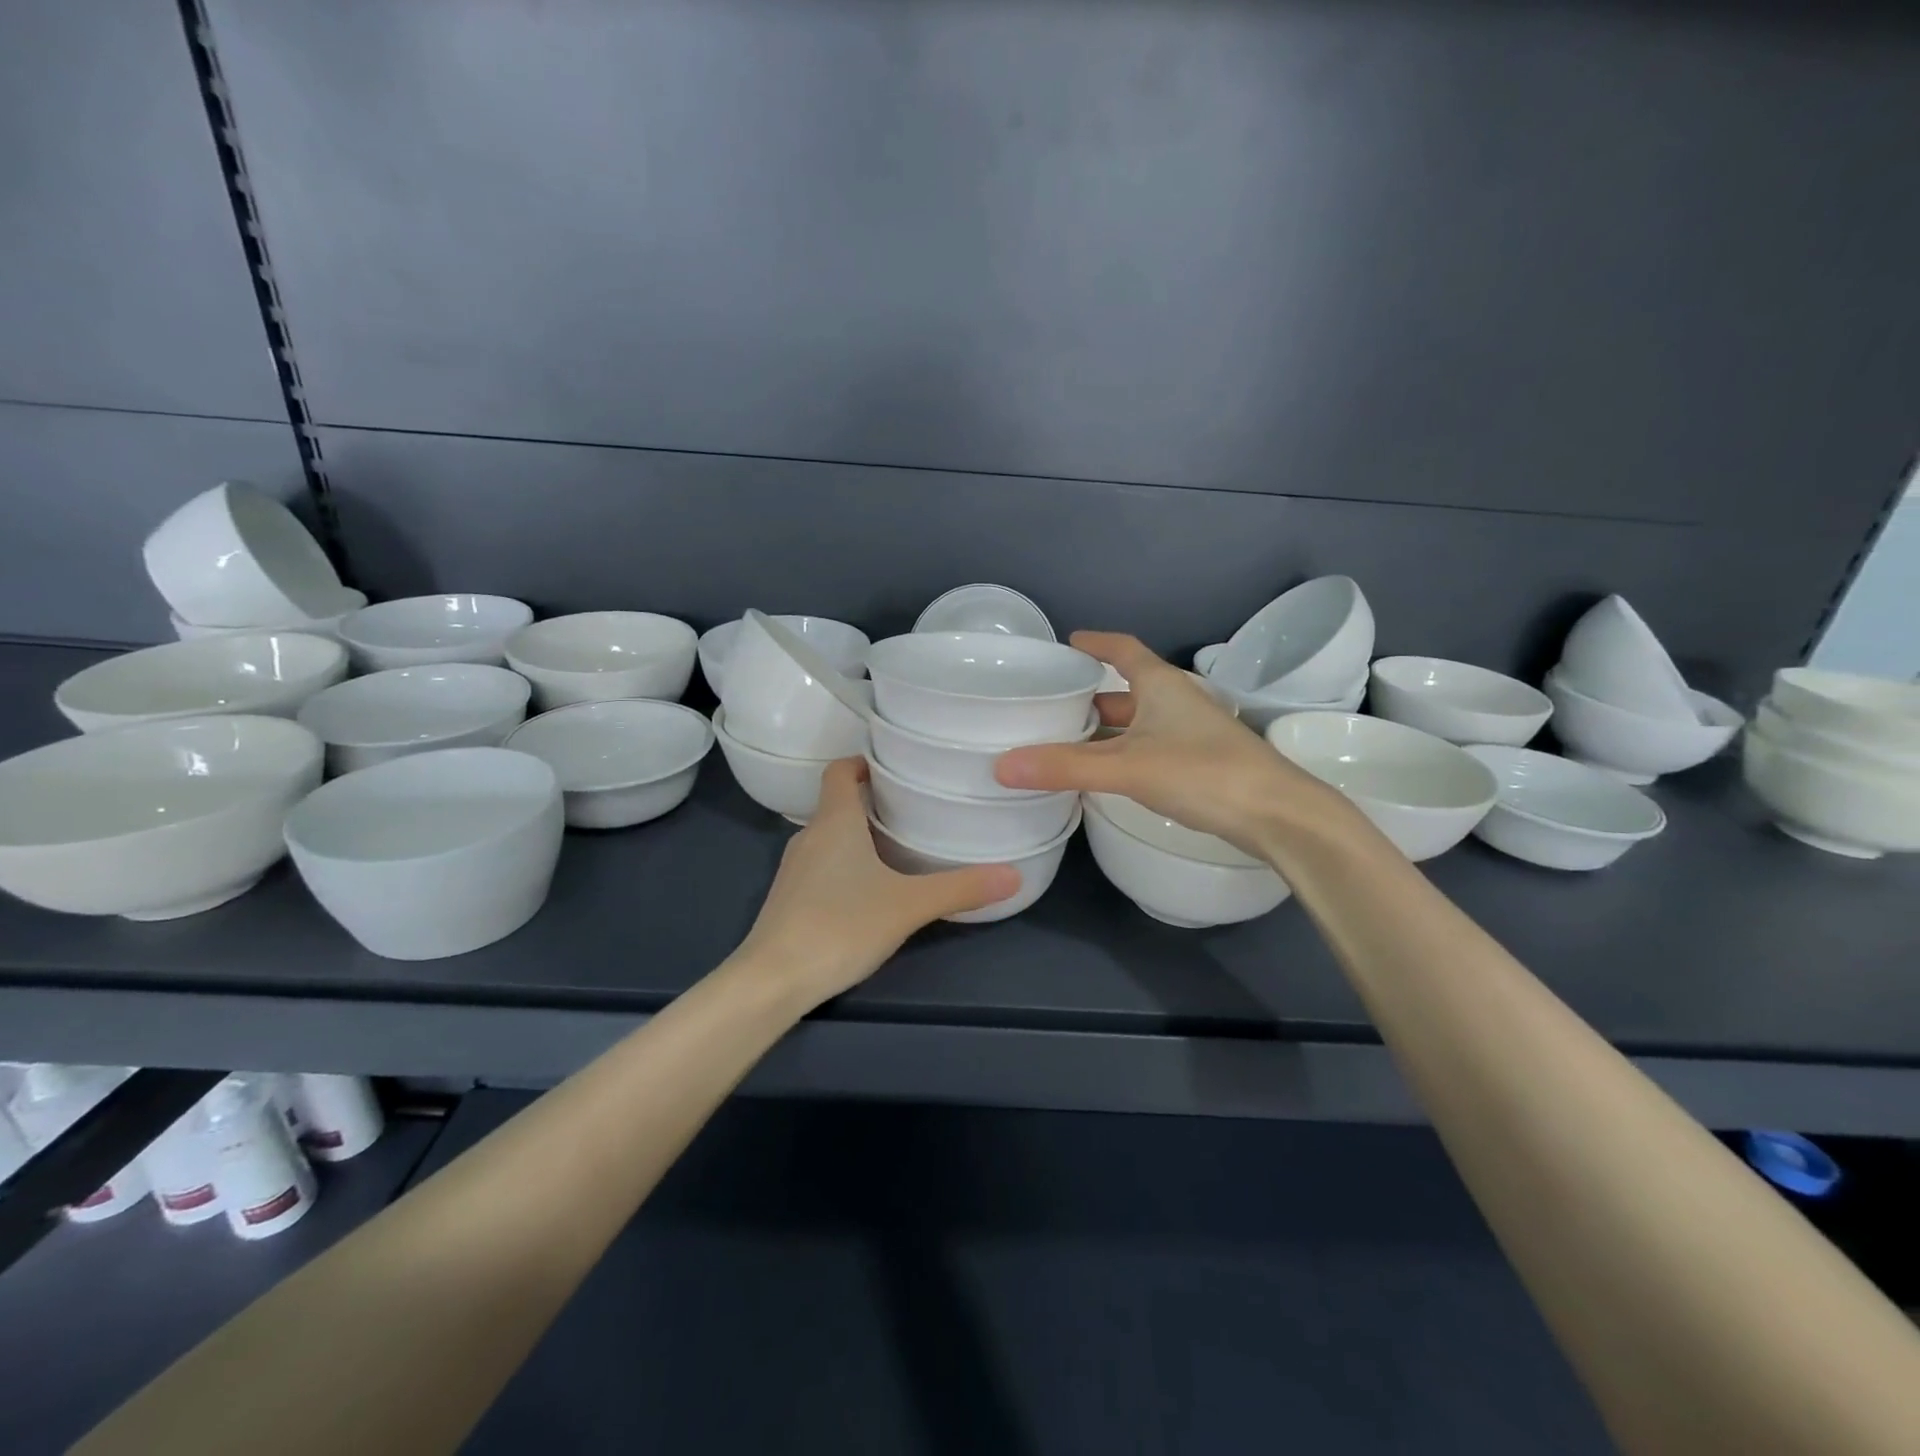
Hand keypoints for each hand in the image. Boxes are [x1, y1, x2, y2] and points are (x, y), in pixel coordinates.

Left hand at [735, 758, 1019, 1008]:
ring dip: (859, 835)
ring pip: (829, 837)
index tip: (893, 767)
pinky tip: (870, 890)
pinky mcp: (789, 899)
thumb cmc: (840, 925)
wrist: (773, 980)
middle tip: (913, 808)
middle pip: (837, 803)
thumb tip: (1014, 875)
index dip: (862, 762)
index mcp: (834, 821)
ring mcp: (794, 870)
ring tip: (899, 846)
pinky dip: (845, 865)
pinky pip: (821, 866)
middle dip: (872, 802)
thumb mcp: (908, 905)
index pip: (838, 771)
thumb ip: (960, 889)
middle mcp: (808, 836)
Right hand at [994, 632, 1353, 856]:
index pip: (1123, 649)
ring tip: (1063, 741)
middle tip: (1049, 704)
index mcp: (1161, 684)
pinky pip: (1146, 749)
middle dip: (1090, 695)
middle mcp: (1176, 701)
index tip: (1067, 642)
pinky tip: (1101, 774)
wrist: (1277, 814)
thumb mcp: (1127, 767)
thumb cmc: (1203, 772)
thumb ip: (1065, 766)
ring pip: (1137, 723)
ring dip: (1104, 731)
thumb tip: (1001, 766)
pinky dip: (1120, 755)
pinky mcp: (1197, 764)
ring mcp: (1190, 733)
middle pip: (1126, 689)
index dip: (1096, 642)